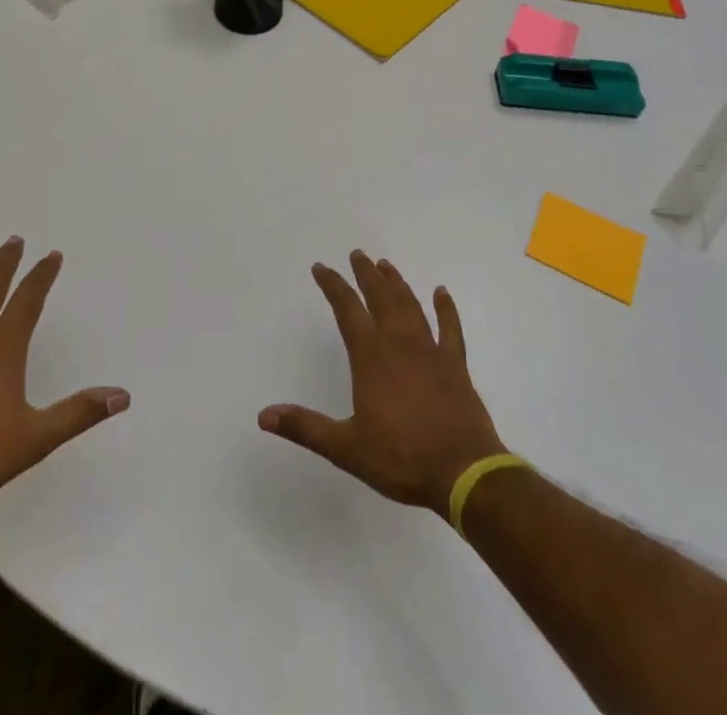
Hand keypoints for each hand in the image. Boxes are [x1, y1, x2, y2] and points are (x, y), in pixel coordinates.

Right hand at [260, 250, 506, 518]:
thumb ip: (305, 428)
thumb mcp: (346, 448)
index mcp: (371, 358)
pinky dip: (446, 308)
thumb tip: (263, 415)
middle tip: (358, 254)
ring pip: (411, 306)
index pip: (347, 310)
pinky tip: (442, 292)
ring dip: (397, 284)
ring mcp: (430, 351)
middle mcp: (399, 344)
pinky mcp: (455, 365)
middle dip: (366, 275)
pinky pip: (451, 328)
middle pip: (380, 298)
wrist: (463, 472)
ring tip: (386, 265)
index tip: (321, 268)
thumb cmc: (401, 458)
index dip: (333, 286)